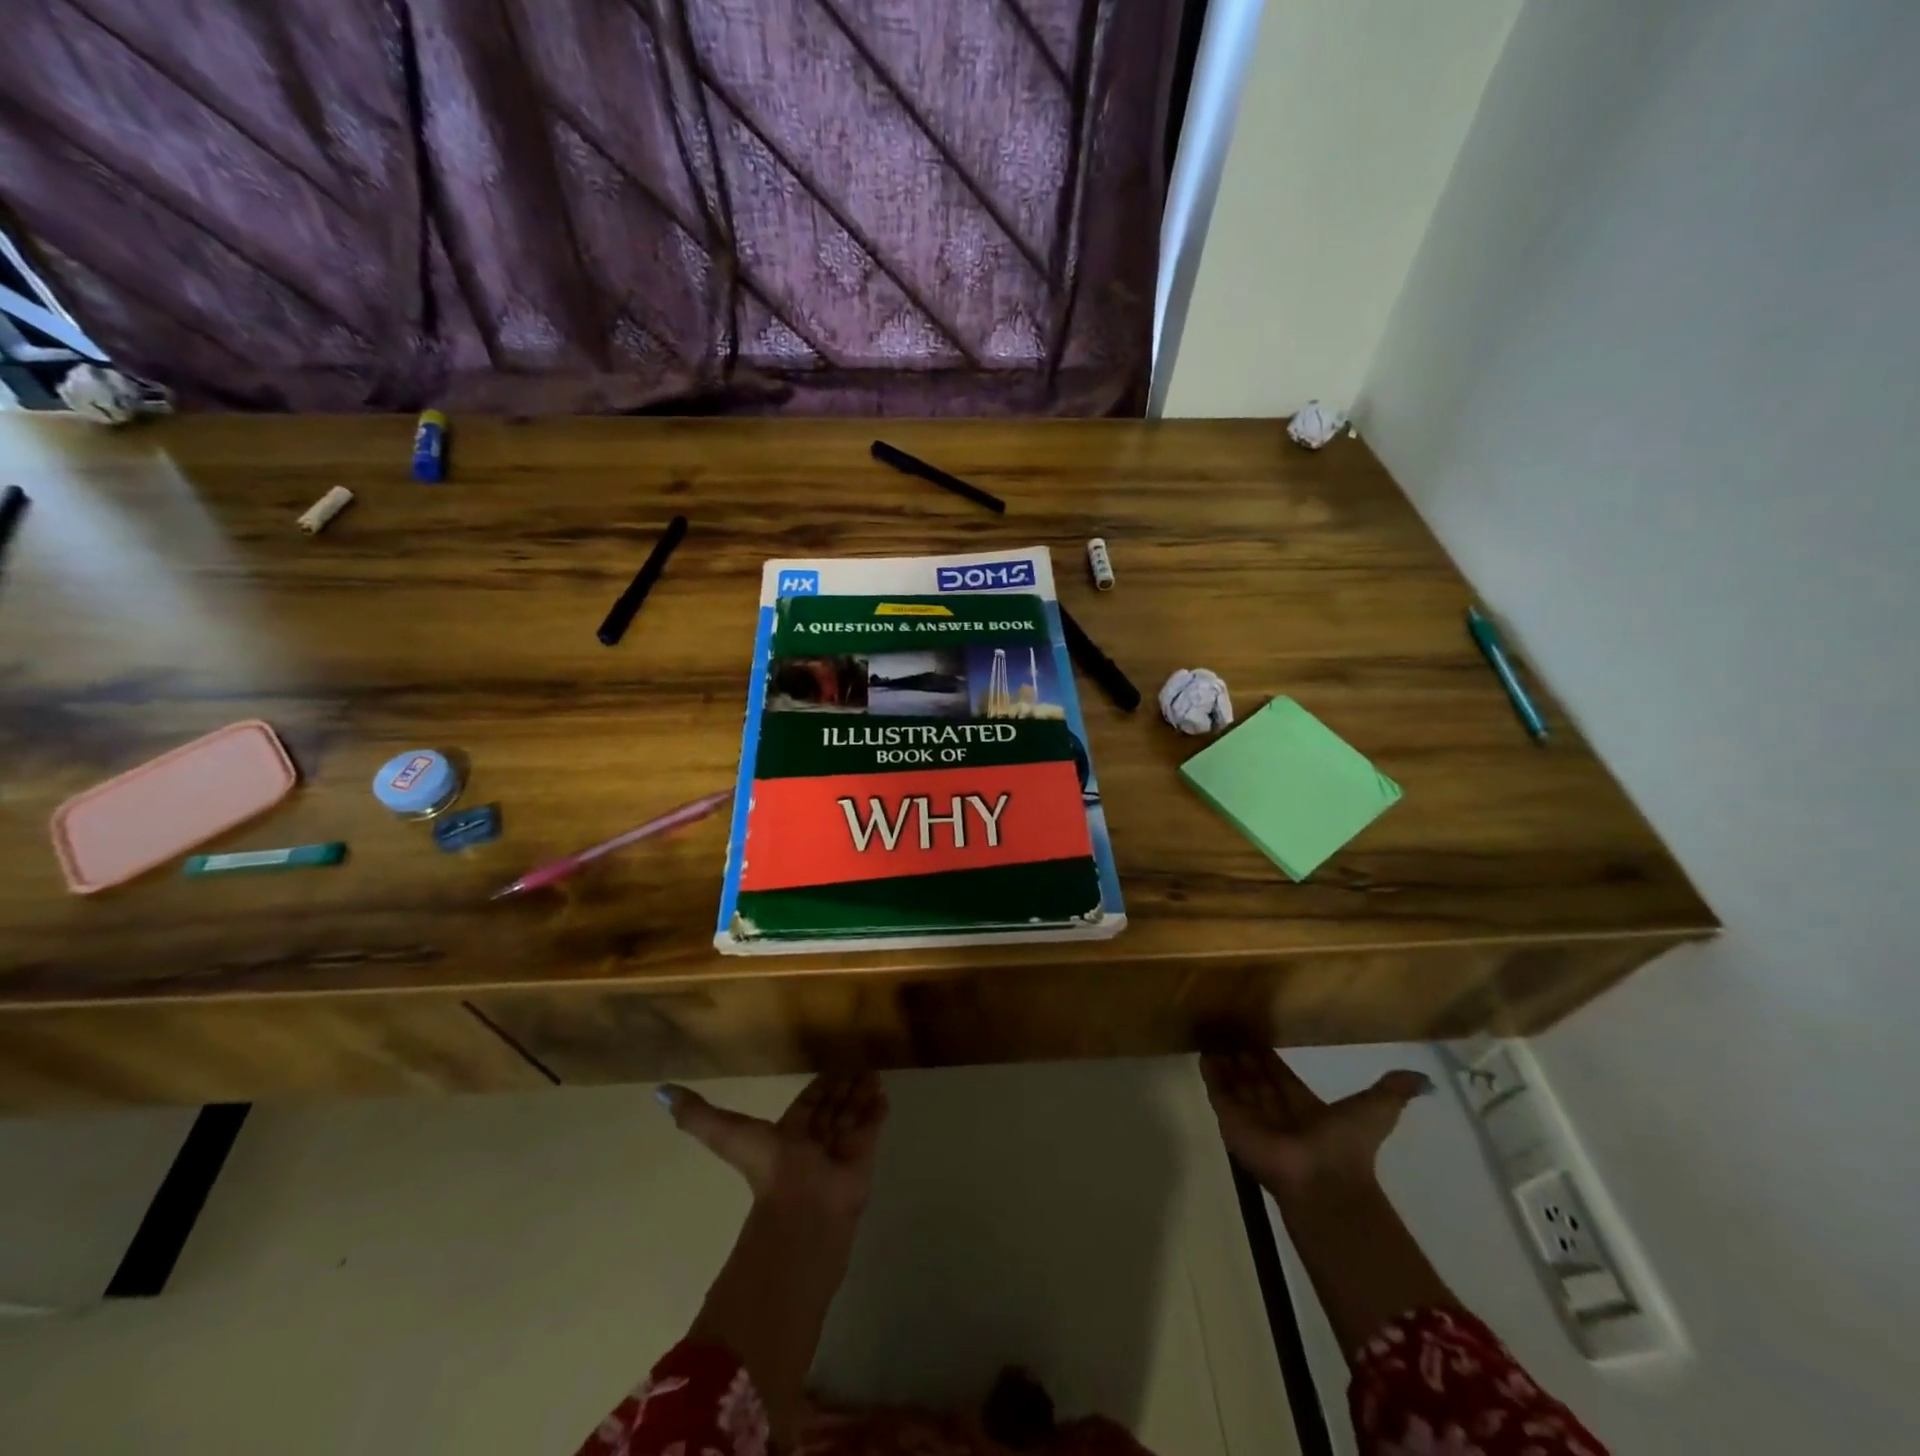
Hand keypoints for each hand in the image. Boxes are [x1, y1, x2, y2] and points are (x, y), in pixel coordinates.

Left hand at [660, 1072, 887, 1217]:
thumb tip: (659, 1093)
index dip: (818, 1088)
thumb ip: (698, 1116)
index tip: (832, 1069)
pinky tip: (884, 1095)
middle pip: (832, 1108)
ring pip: (852, 1115)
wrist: (803, 1215)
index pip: (807, 1105)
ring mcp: (840, 1152)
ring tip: (875, 1073)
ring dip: (862, 1095)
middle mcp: (815, 1142)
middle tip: (860, 1065)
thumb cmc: (768, 1172)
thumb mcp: (728, 1135)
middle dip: (844, 1088)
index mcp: (787, 1136)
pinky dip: (876, 1112)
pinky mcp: (863, 1159)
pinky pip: (871, 1129)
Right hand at [1201, 1050, 1430, 1198]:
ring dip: (1226, 1062)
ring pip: (1236, 1083)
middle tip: (1228, 1028)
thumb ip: (1391, 1092)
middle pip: (1256, 1078)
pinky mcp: (1231, 1122)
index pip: (1281, 1077)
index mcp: (1305, 1108)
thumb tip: (1424, 1079)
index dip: (1270, 1058)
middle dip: (1244, 1057)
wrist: (1322, 1182)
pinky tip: (1203, 1053)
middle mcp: (1276, 1112)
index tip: (1256, 1035)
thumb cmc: (1347, 1146)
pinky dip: (1211, 1074)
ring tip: (1211, 1035)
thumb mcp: (1376, 1110)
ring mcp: (1252, 1118)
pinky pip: (1218, 1093)